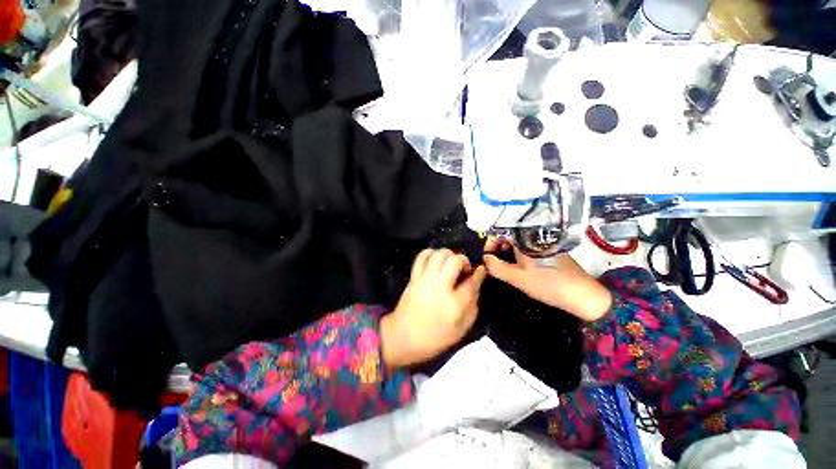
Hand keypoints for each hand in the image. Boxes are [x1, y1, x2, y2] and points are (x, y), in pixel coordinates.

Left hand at [380, 249, 486, 368]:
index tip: (481, 270)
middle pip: (455, 261)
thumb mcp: (461, 329)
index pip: (472, 281)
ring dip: (449, 255)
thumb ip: (473, 305)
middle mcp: (440, 287)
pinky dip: (431, 253)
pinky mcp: (414, 277)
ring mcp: (424, 280)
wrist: (403, 337)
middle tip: (464, 270)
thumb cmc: (435, 337)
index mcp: (454, 304)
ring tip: (450, 264)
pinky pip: (422, 256)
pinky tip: (436, 261)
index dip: (479, 273)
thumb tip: (475, 284)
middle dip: (464, 261)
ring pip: (439, 254)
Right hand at [482, 239, 611, 321]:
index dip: (490, 243)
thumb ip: (496, 267)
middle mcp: (533, 236)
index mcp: (525, 238)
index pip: (500, 232)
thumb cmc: (547, 284)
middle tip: (495, 264)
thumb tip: (485, 259)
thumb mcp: (516, 278)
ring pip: (518, 243)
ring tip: (506, 268)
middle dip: (498, 249)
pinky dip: (518, 256)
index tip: (487, 257)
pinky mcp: (548, 251)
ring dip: (508, 253)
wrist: (582, 295)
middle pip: (509, 237)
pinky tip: (519, 268)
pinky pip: (527, 248)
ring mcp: (542, 243)